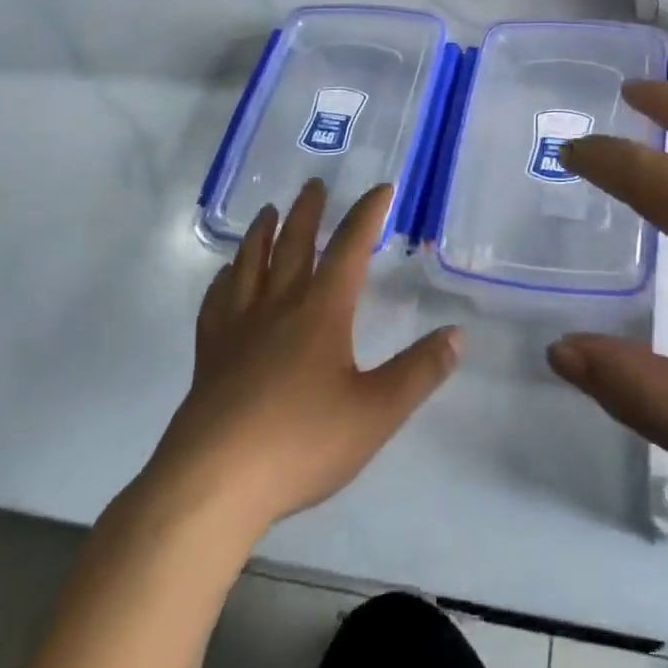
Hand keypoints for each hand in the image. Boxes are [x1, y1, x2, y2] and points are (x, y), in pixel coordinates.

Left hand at [136, 181, 461, 539]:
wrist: (214, 483)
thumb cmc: (301, 443)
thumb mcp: (376, 412)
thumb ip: (420, 372)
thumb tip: (458, 334)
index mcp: (321, 312)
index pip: (349, 249)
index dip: (367, 215)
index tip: (380, 188)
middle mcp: (278, 307)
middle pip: (294, 245)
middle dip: (308, 212)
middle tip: (313, 184)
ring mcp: (237, 329)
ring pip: (250, 265)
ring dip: (262, 233)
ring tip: (268, 211)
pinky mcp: (209, 355)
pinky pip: (217, 302)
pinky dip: (224, 279)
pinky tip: (225, 276)